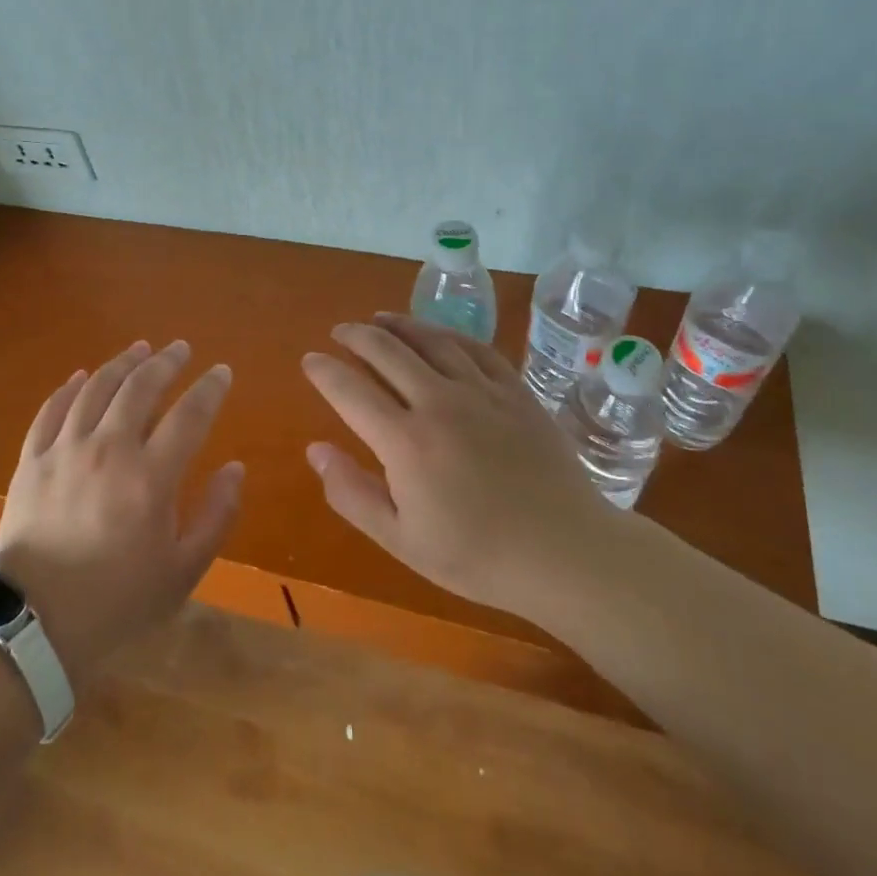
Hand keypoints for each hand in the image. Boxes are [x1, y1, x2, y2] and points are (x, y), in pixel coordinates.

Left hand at [0, 340, 243, 683]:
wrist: (34, 626)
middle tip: (181, 348)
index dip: (210, 388)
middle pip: (141, 387)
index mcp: (151, 478)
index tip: (221, 371)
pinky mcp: (32, 460)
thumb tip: (235, 468)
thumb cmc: (118, 602)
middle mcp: (108, 450)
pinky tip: (82, 376)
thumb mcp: (183, 571)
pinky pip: (52, 410)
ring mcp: (65, 451)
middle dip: (166, 362)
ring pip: (96, 388)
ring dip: (122, 363)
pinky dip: (70, 388)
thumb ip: (217, 516)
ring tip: (140, 349)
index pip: (190, 415)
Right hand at [301, 314, 614, 613]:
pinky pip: (476, 348)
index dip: (324, 371)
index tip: (310, 360)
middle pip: (387, 351)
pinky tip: (439, 335)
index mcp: (405, 441)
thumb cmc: (477, 556)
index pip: (350, 390)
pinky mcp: (516, 391)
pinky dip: (449, 335)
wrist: (566, 553)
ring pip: (431, 340)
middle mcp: (439, 403)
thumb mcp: (401, 540)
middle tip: (340, 331)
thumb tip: (315, 449)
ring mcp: (482, 392)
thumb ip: (352, 493)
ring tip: (380, 319)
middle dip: (356, 336)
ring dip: (399, 325)